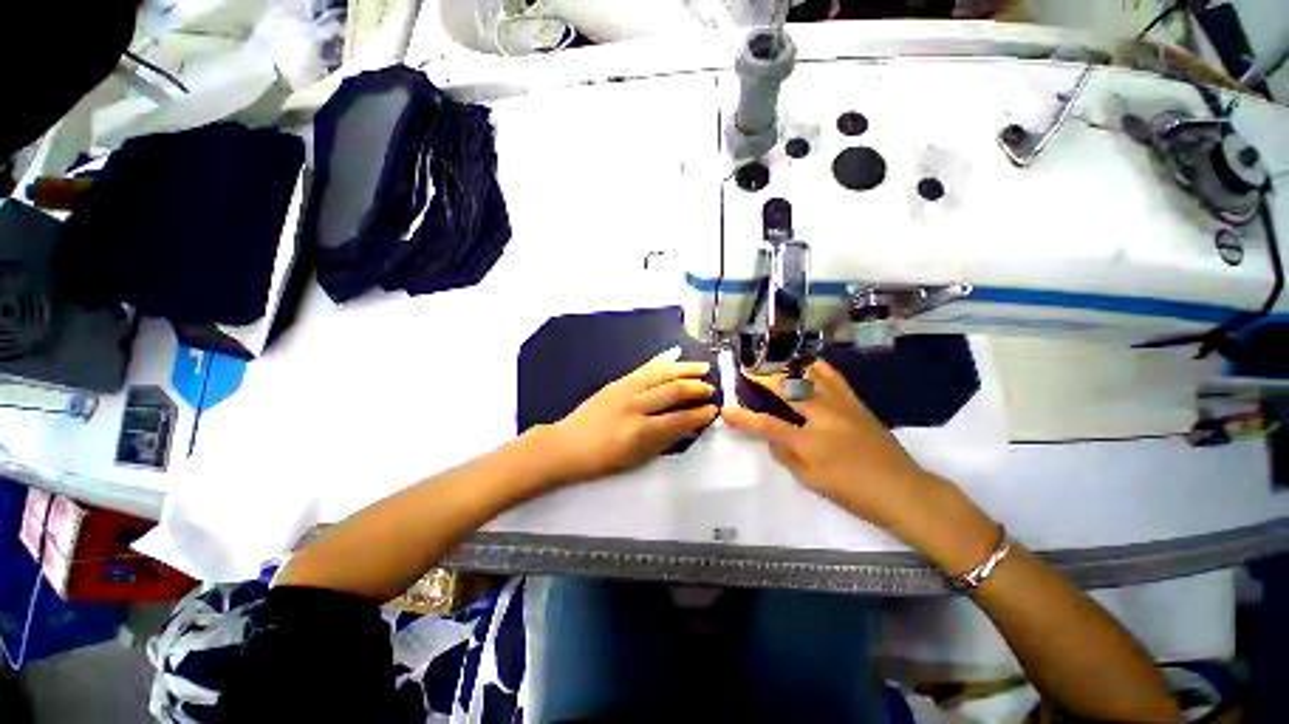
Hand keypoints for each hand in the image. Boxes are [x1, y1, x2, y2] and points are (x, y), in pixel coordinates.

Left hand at [542, 347, 718, 484]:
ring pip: (662, 373)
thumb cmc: (602, 459)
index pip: (679, 419)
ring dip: (685, 369)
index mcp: (640, 431)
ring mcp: (625, 389)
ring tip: (703, 368)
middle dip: (696, 388)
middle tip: (711, 389)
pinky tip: (675, 353)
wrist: (567, 444)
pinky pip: (644, 367)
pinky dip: (662, 359)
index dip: (699, 414)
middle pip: (673, 391)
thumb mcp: (636, 459)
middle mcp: (635, 405)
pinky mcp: (618, 381)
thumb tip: (689, 427)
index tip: (714, 410)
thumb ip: (665, 441)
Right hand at [721, 360, 937, 532]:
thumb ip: (786, 456)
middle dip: (763, 378)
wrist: (904, 490)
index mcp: (811, 442)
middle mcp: (824, 416)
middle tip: (747, 371)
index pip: (768, 425)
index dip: (744, 417)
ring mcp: (842, 405)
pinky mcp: (856, 402)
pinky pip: (832, 376)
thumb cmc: (854, 492)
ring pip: (811, 375)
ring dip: (787, 367)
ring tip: (773, 362)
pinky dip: (814, 367)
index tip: (726, 409)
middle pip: (787, 389)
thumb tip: (770, 437)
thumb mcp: (812, 482)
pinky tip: (806, 364)